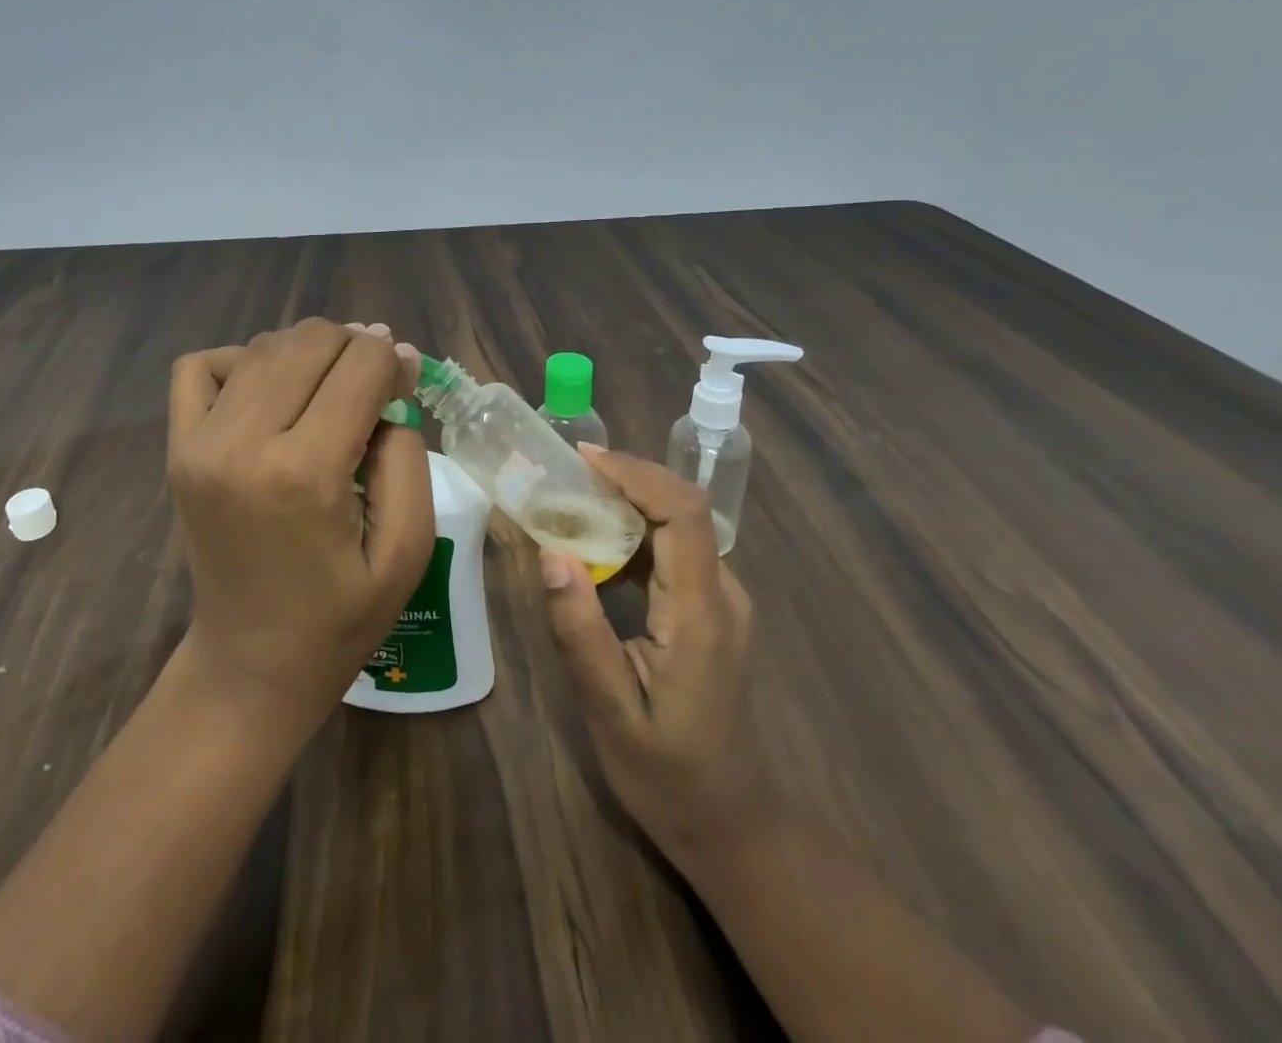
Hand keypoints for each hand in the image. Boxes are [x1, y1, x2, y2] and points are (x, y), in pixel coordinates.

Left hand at [167, 318, 433, 725]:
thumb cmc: (341, 616)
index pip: (360, 364)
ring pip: (265, 345)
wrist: (251, 664)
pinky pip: (201, 366)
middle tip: (374, 386)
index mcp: (306, 473)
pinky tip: (269, 392)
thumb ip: (407, 454)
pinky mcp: (177, 448)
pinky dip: (242, 361)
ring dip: (309, 352)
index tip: (405, 383)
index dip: (393, 361)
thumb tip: (392, 370)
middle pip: (311, 340)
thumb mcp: (409, 548)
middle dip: (355, 347)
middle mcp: (243, 443)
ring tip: (330, 389)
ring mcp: (199, 442)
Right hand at [538, 446, 772, 871]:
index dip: (637, 475)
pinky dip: (636, 530)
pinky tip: (598, 541)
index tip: (583, 459)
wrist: (730, 822)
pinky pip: (676, 550)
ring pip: (680, 525)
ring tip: (572, 498)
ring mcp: (723, 601)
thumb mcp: (610, 712)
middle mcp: (723, 595)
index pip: (683, 515)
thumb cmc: (667, 775)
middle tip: (565, 475)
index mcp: (702, 616)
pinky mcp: (712, 610)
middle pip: (684, 509)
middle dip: (627, 478)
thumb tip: (551, 554)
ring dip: (629, 501)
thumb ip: (580, 632)